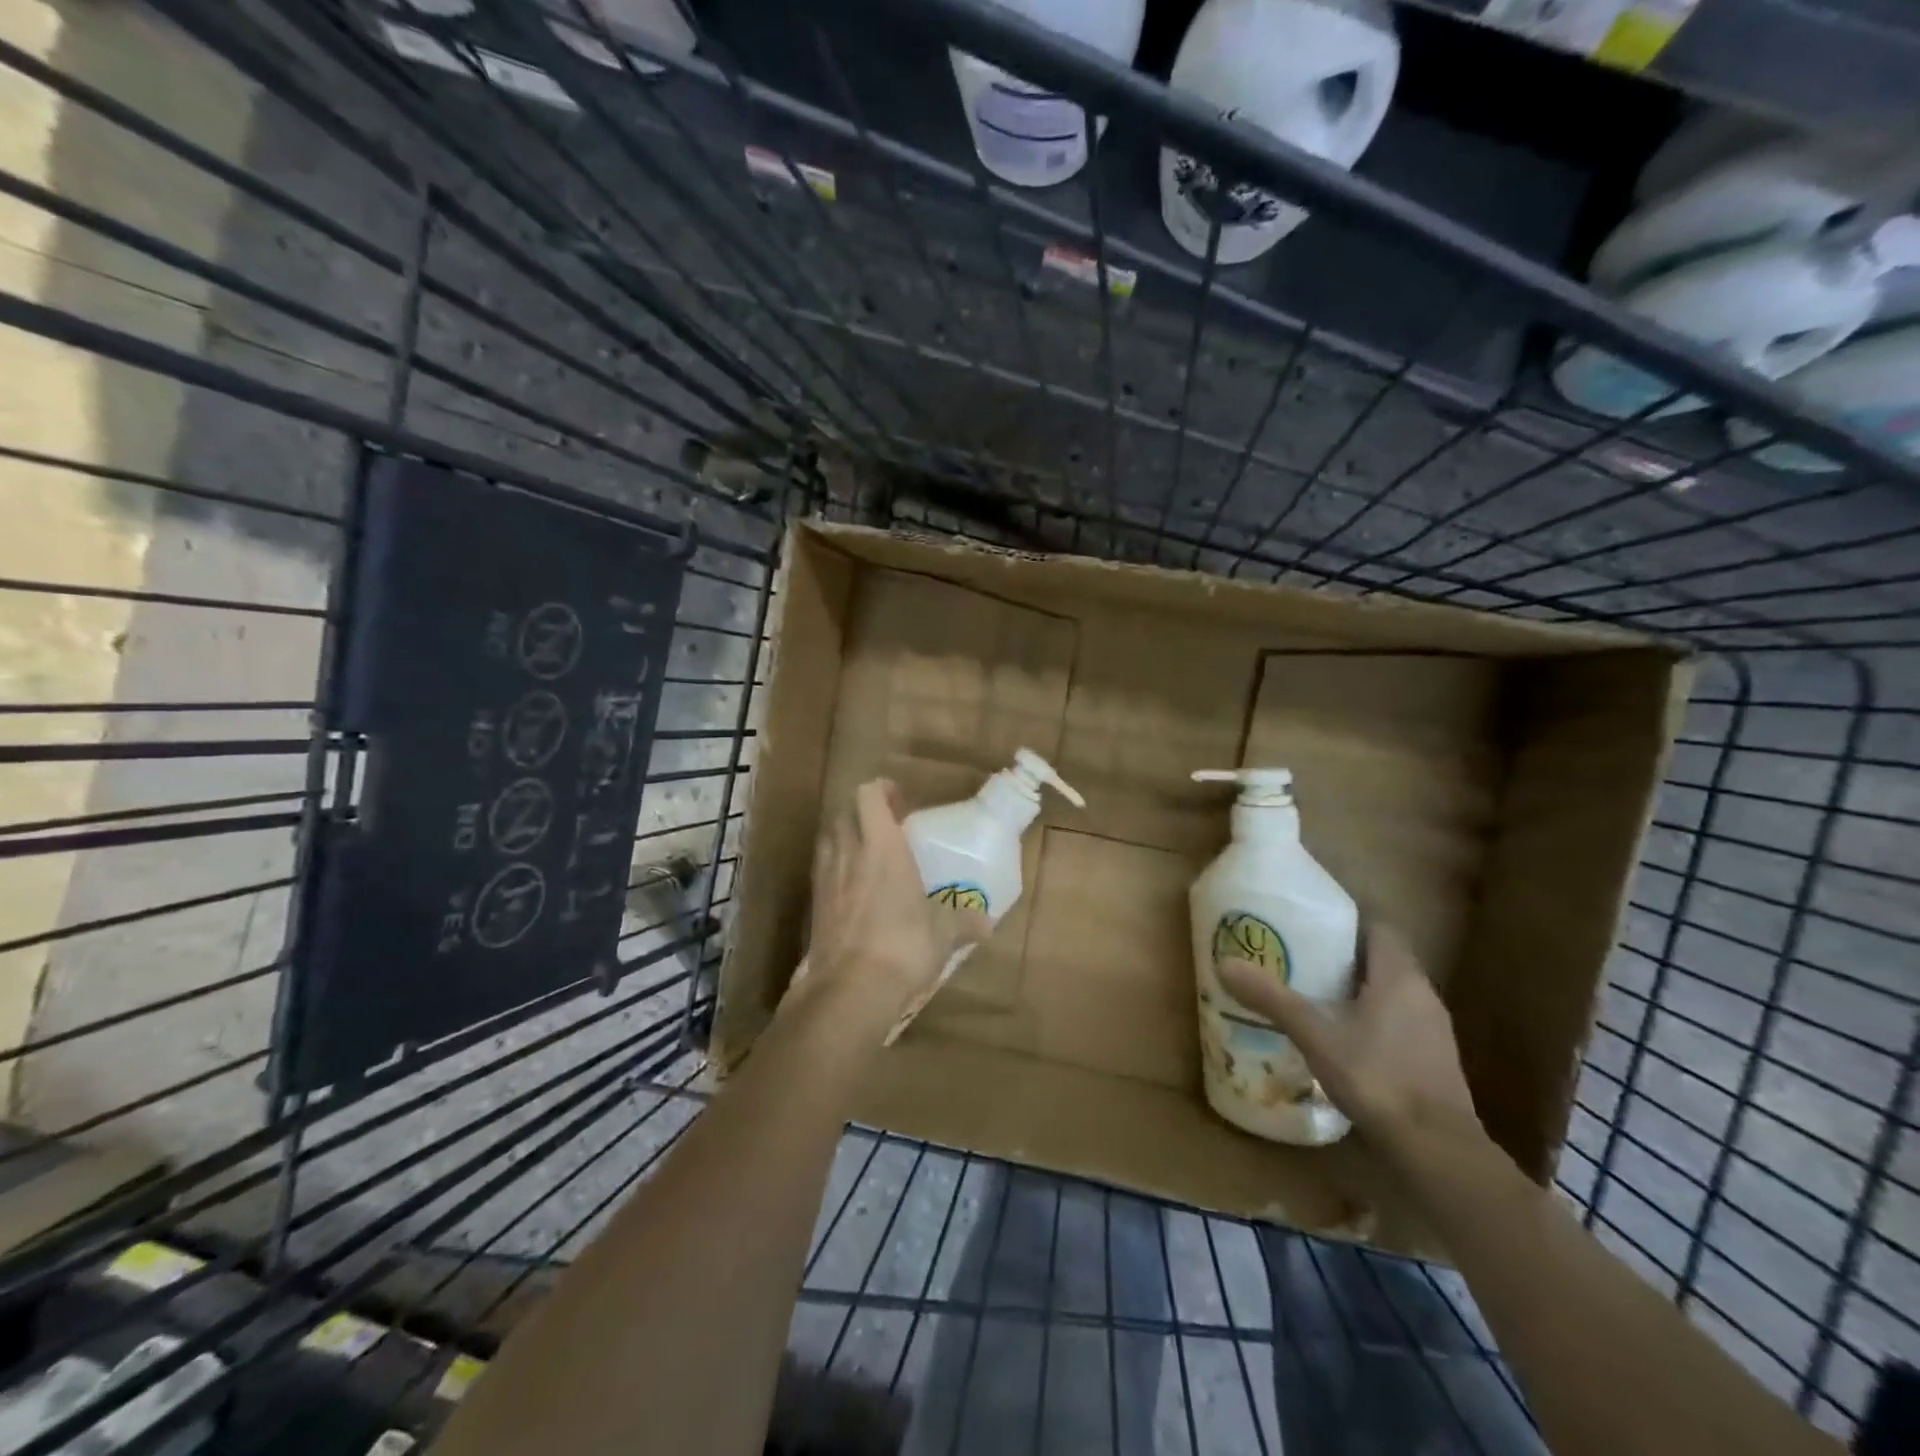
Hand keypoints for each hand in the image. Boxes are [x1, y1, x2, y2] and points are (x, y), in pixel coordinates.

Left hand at [800, 779, 991, 1034]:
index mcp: (882, 846)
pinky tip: (852, 890)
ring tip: (865, 854)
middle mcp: (848, 853)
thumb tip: (987, 922)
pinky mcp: (813, 905)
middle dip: (861, 813)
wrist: (850, 989)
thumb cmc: (903, 946)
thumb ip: (964, 921)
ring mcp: (825, 878)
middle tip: (885, 826)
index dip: (880, 790)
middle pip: (843, 813)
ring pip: (828, 840)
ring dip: (844, 837)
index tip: (898, 798)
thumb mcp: (943, 934)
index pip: (868, 796)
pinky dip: (834, 868)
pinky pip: (821, 871)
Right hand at [1216, 926, 1481, 1162]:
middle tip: (1302, 958)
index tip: (1311, 925)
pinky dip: (1373, 1018)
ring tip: (1316, 995)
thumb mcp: (1315, 1036)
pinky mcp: (1435, 1059)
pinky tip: (1344, 1037)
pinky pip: (1400, 1020)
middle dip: (1345, 956)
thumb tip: (1225, 963)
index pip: (1379, 928)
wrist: (1438, 1150)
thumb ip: (1273, 999)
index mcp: (1399, 976)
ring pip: (1392, 991)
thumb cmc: (1377, 1078)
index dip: (1347, 922)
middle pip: (1383, 958)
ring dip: (1359, 989)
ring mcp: (1434, 1028)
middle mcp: (1423, 994)